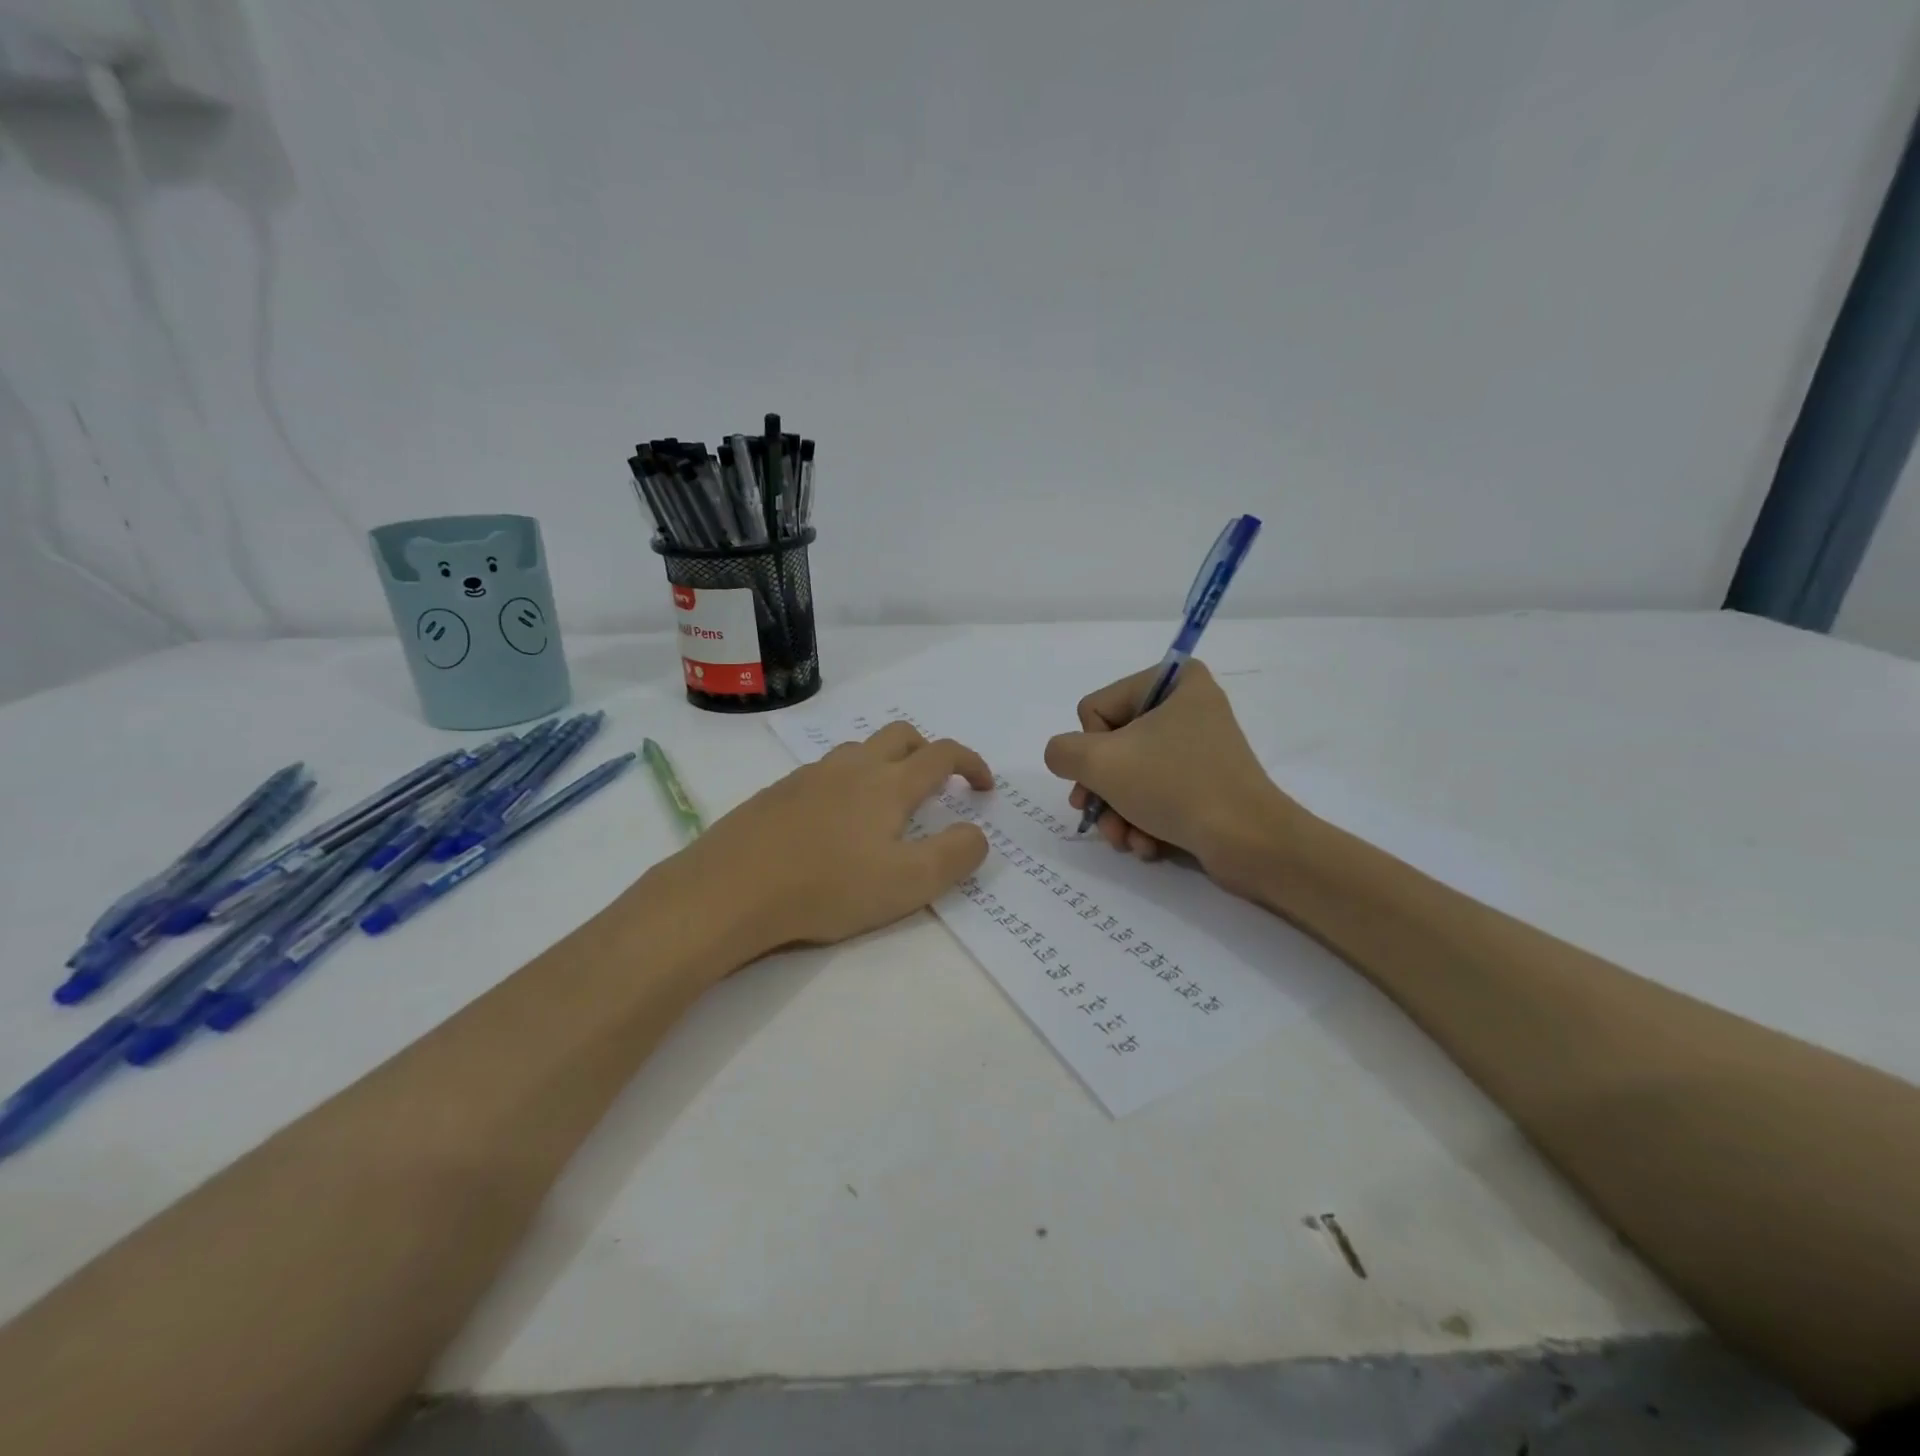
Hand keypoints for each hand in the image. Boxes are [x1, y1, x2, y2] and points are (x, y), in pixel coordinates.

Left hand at [672, 722, 992, 960]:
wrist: (730, 889)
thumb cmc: (828, 887)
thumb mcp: (908, 883)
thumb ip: (955, 855)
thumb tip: (977, 833)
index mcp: (888, 783)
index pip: (942, 754)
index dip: (971, 763)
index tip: (983, 787)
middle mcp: (852, 767)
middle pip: (900, 736)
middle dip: (928, 752)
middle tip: (936, 787)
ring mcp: (810, 775)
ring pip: (859, 750)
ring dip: (885, 764)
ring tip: (885, 806)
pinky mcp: (778, 792)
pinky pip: (825, 772)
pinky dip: (847, 782)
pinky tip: (834, 823)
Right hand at [1043, 660, 1296, 890]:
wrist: (1250, 843)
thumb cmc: (1174, 787)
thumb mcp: (1100, 763)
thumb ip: (1062, 751)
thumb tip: (1064, 758)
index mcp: (1175, 682)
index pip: (1097, 709)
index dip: (1092, 748)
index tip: (1105, 774)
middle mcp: (1188, 708)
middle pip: (1111, 746)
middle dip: (1101, 790)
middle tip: (1098, 817)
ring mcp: (1198, 749)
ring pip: (1130, 776)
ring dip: (1118, 812)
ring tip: (1124, 839)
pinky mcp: (1205, 785)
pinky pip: (1156, 796)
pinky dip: (1143, 822)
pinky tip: (1146, 846)